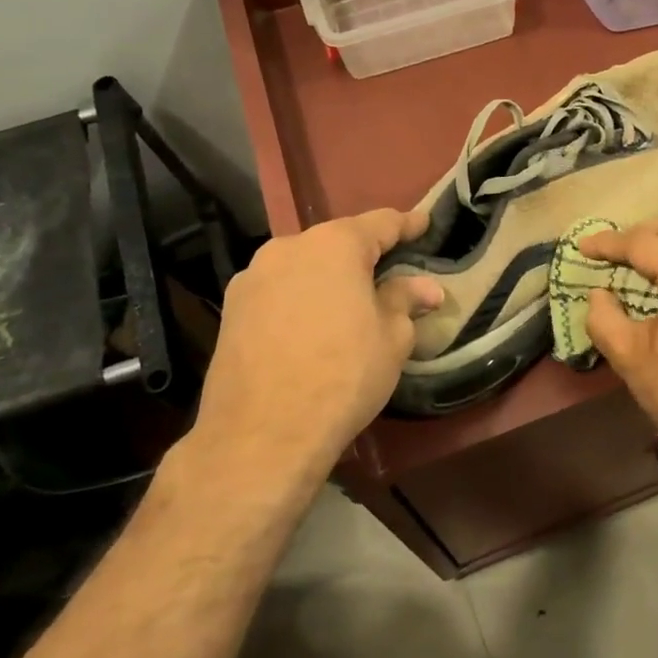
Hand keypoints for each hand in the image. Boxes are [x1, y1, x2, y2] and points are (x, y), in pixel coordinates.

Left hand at [188, 209, 442, 478]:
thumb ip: (405, 301)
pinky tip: (313, 326)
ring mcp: (253, 277)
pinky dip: (301, 298)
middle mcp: (288, 248)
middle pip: (337, 242)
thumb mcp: (392, 338)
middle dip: (365, 255)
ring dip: (329, 278)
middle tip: (391, 272)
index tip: (423, 223)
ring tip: (350, 302)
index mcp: (334, 245)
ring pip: (304, 267)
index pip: (380, 223)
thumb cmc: (343, 375)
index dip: (406, 225)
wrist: (261, 434)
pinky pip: (279, 291)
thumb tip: (426, 288)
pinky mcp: (231, 310)